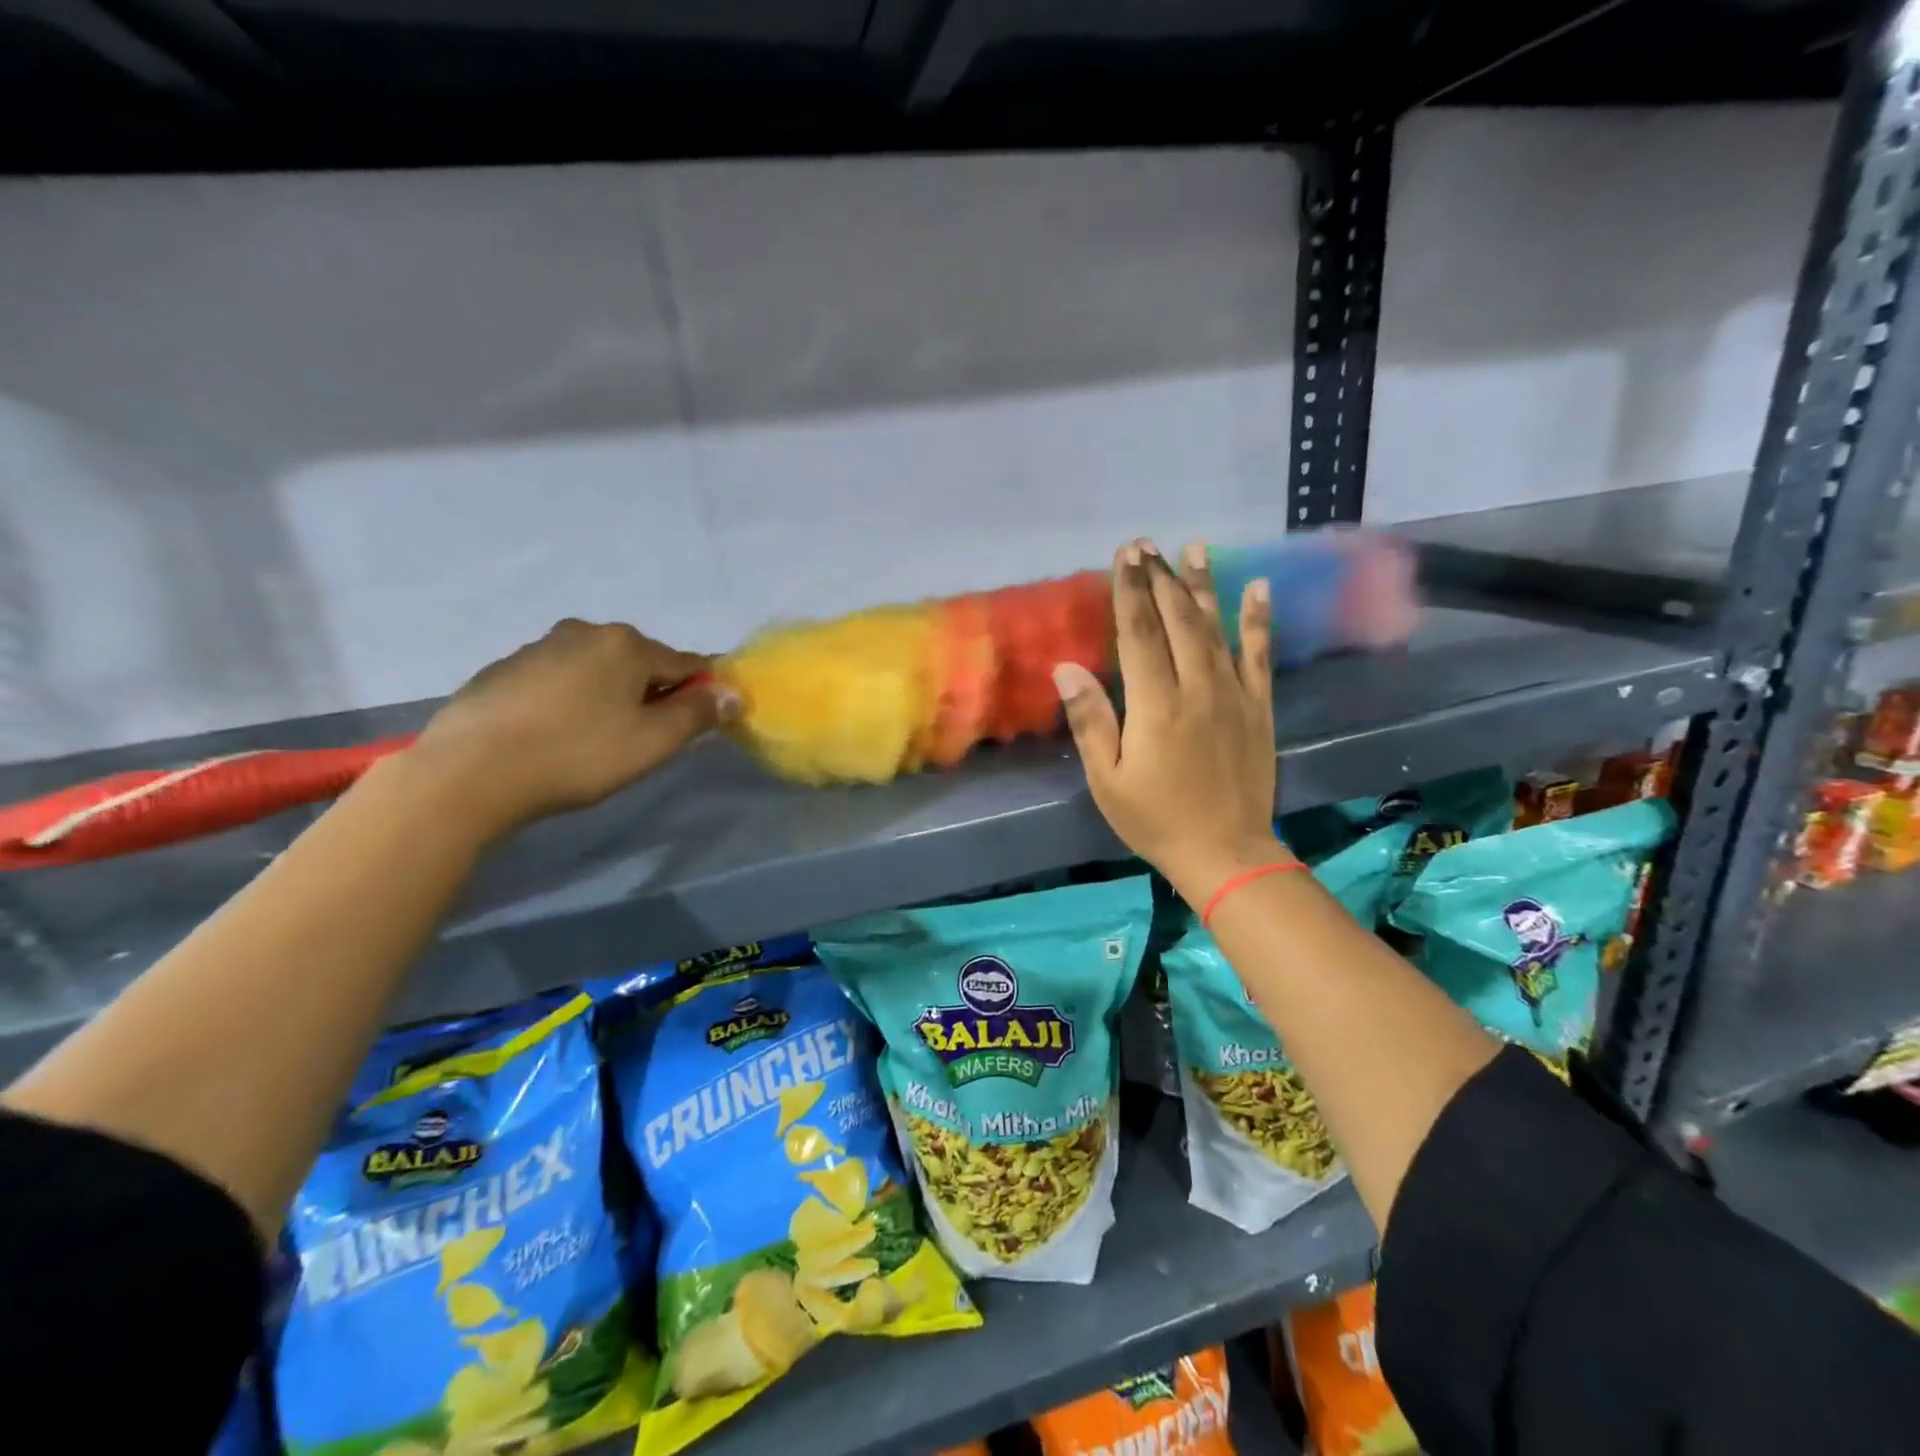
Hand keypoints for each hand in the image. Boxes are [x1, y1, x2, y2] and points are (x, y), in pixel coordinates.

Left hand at [411, 619, 738, 837]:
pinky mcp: (504, 669)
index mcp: (627, 644)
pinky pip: (559, 680)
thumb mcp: (652, 741)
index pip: (686, 663)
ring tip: (596, 741)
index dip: (702, 692)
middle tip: (643, 740)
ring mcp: (540, 647)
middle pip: (641, 663)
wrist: (469, 772)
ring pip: (598, 670)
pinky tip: (556, 735)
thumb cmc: (577, 755)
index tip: (701, 723)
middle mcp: (586, 632)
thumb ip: (698, 714)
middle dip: (652, 694)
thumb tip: (735, 692)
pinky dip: (571, 700)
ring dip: (610, 696)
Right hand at [1054, 540, 1287, 904]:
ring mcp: (1234, 694)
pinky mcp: (1259, 707)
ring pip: (1216, 628)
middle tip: (1147, 545)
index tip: (1124, 555)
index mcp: (1155, 704)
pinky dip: (1258, 620)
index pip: (1139, 633)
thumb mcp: (1108, 779)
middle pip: (1177, 620)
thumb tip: (1067, 668)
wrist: (1226, 853)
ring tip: (1195, 548)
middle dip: (1160, 578)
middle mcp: (1197, 687)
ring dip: (1203, 586)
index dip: (1130, 591)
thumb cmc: (1155, 819)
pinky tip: (1257, 588)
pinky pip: (1260, 655)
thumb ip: (1091, 720)